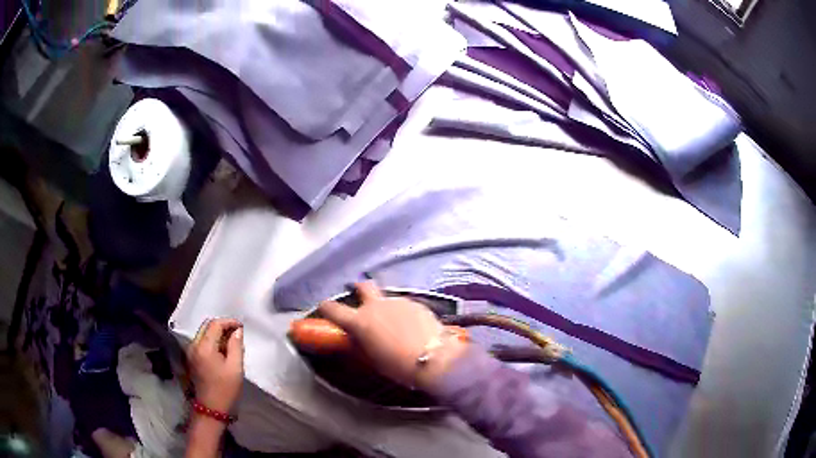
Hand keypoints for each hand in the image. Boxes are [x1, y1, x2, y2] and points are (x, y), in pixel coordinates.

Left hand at [187, 318, 243, 412]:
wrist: (211, 409)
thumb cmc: (225, 389)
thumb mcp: (235, 368)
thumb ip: (236, 346)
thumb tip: (238, 331)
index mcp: (204, 347)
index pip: (215, 324)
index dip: (229, 322)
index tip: (241, 326)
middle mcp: (194, 345)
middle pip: (207, 326)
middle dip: (222, 326)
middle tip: (237, 333)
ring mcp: (191, 352)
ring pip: (204, 334)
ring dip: (217, 334)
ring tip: (232, 342)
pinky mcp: (192, 359)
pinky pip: (201, 342)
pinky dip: (212, 342)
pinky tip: (222, 351)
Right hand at [319, 281, 468, 390]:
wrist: (434, 358)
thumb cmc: (398, 365)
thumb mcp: (372, 358)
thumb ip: (362, 343)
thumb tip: (360, 337)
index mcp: (360, 321)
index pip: (333, 309)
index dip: (326, 307)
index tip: (325, 307)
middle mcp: (376, 306)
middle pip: (363, 286)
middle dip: (359, 288)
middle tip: (359, 293)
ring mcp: (398, 302)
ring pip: (387, 298)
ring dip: (386, 307)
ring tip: (395, 323)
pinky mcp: (416, 303)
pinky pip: (404, 306)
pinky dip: (403, 313)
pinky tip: (412, 327)